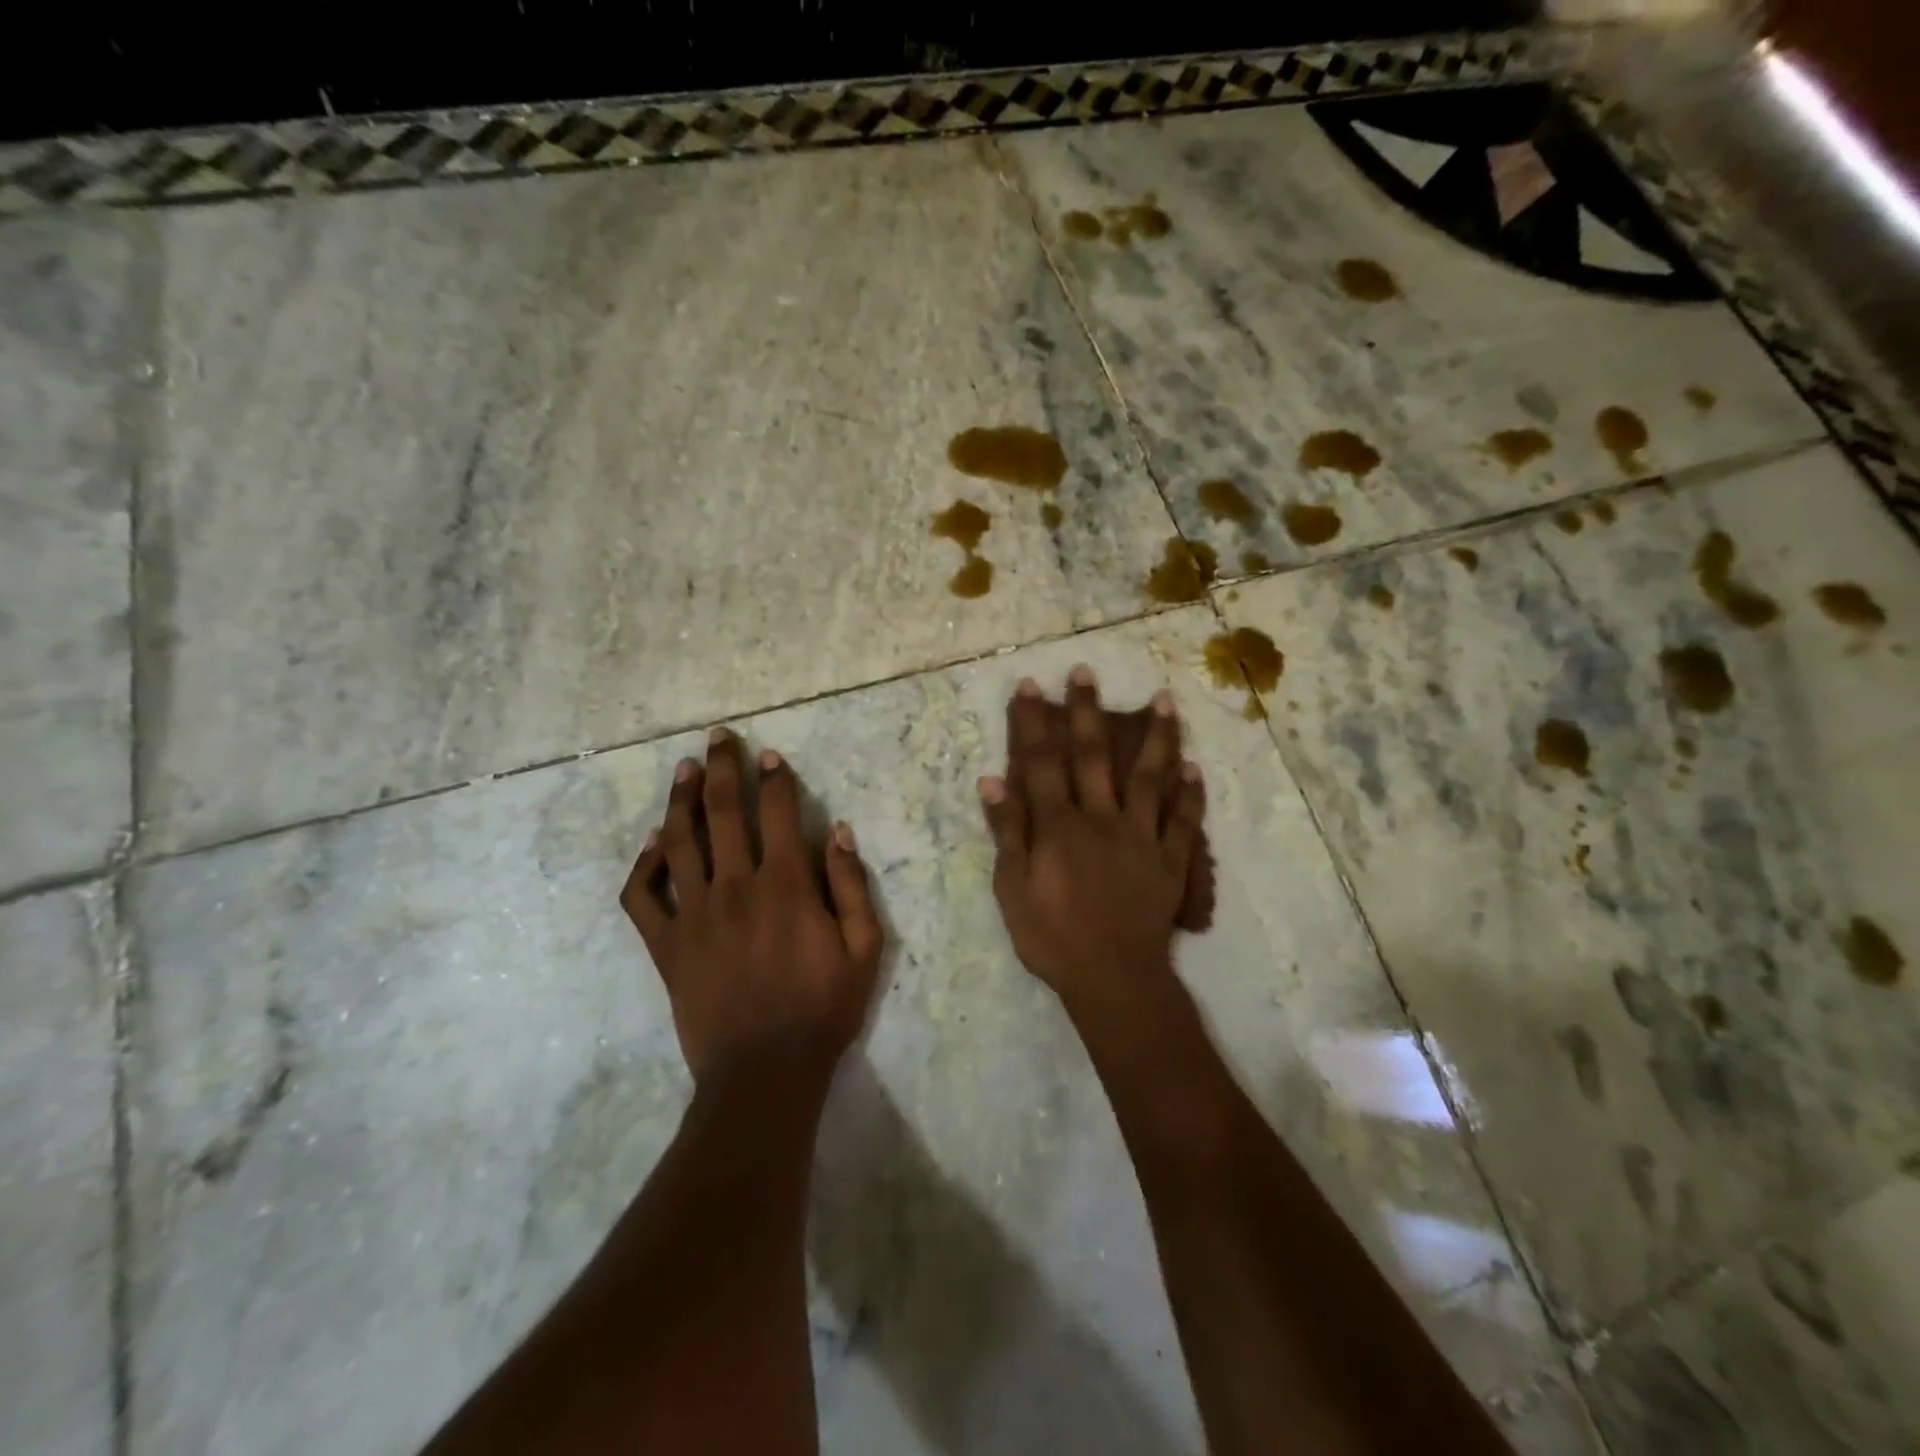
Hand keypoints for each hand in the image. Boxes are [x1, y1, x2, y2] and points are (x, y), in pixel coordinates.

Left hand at [621, 729, 883, 1085]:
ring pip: (680, 841)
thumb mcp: (864, 949)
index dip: (775, 778)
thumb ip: (852, 886)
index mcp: (785, 886)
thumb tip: (837, 831)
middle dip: (723, 768)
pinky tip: (653, 844)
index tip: (770, 756)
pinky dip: (644, 865)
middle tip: (719, 737)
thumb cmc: (822, 1009)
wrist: (763, 1072)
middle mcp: (735, 887)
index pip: (777, 813)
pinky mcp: (665, 945)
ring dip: (681, 799)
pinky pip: (643, 896)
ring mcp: (694, 915)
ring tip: (683, 769)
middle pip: (723, 811)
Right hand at [979, 667, 1204, 1010]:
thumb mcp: (1012, 889)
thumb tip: (992, 781)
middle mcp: (1101, 818)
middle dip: (1087, 712)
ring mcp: (1141, 836)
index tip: (1031, 686)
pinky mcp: (1171, 861)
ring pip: (1149, 777)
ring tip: (1164, 700)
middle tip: (1087, 673)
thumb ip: (1007, 832)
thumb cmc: (1052, 937)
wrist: (1112, 978)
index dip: (1034, 722)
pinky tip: (1195, 768)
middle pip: (1093, 756)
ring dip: (1156, 737)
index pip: (1042, 763)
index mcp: (1058, 825)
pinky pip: (1183, 821)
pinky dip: (1190, 794)